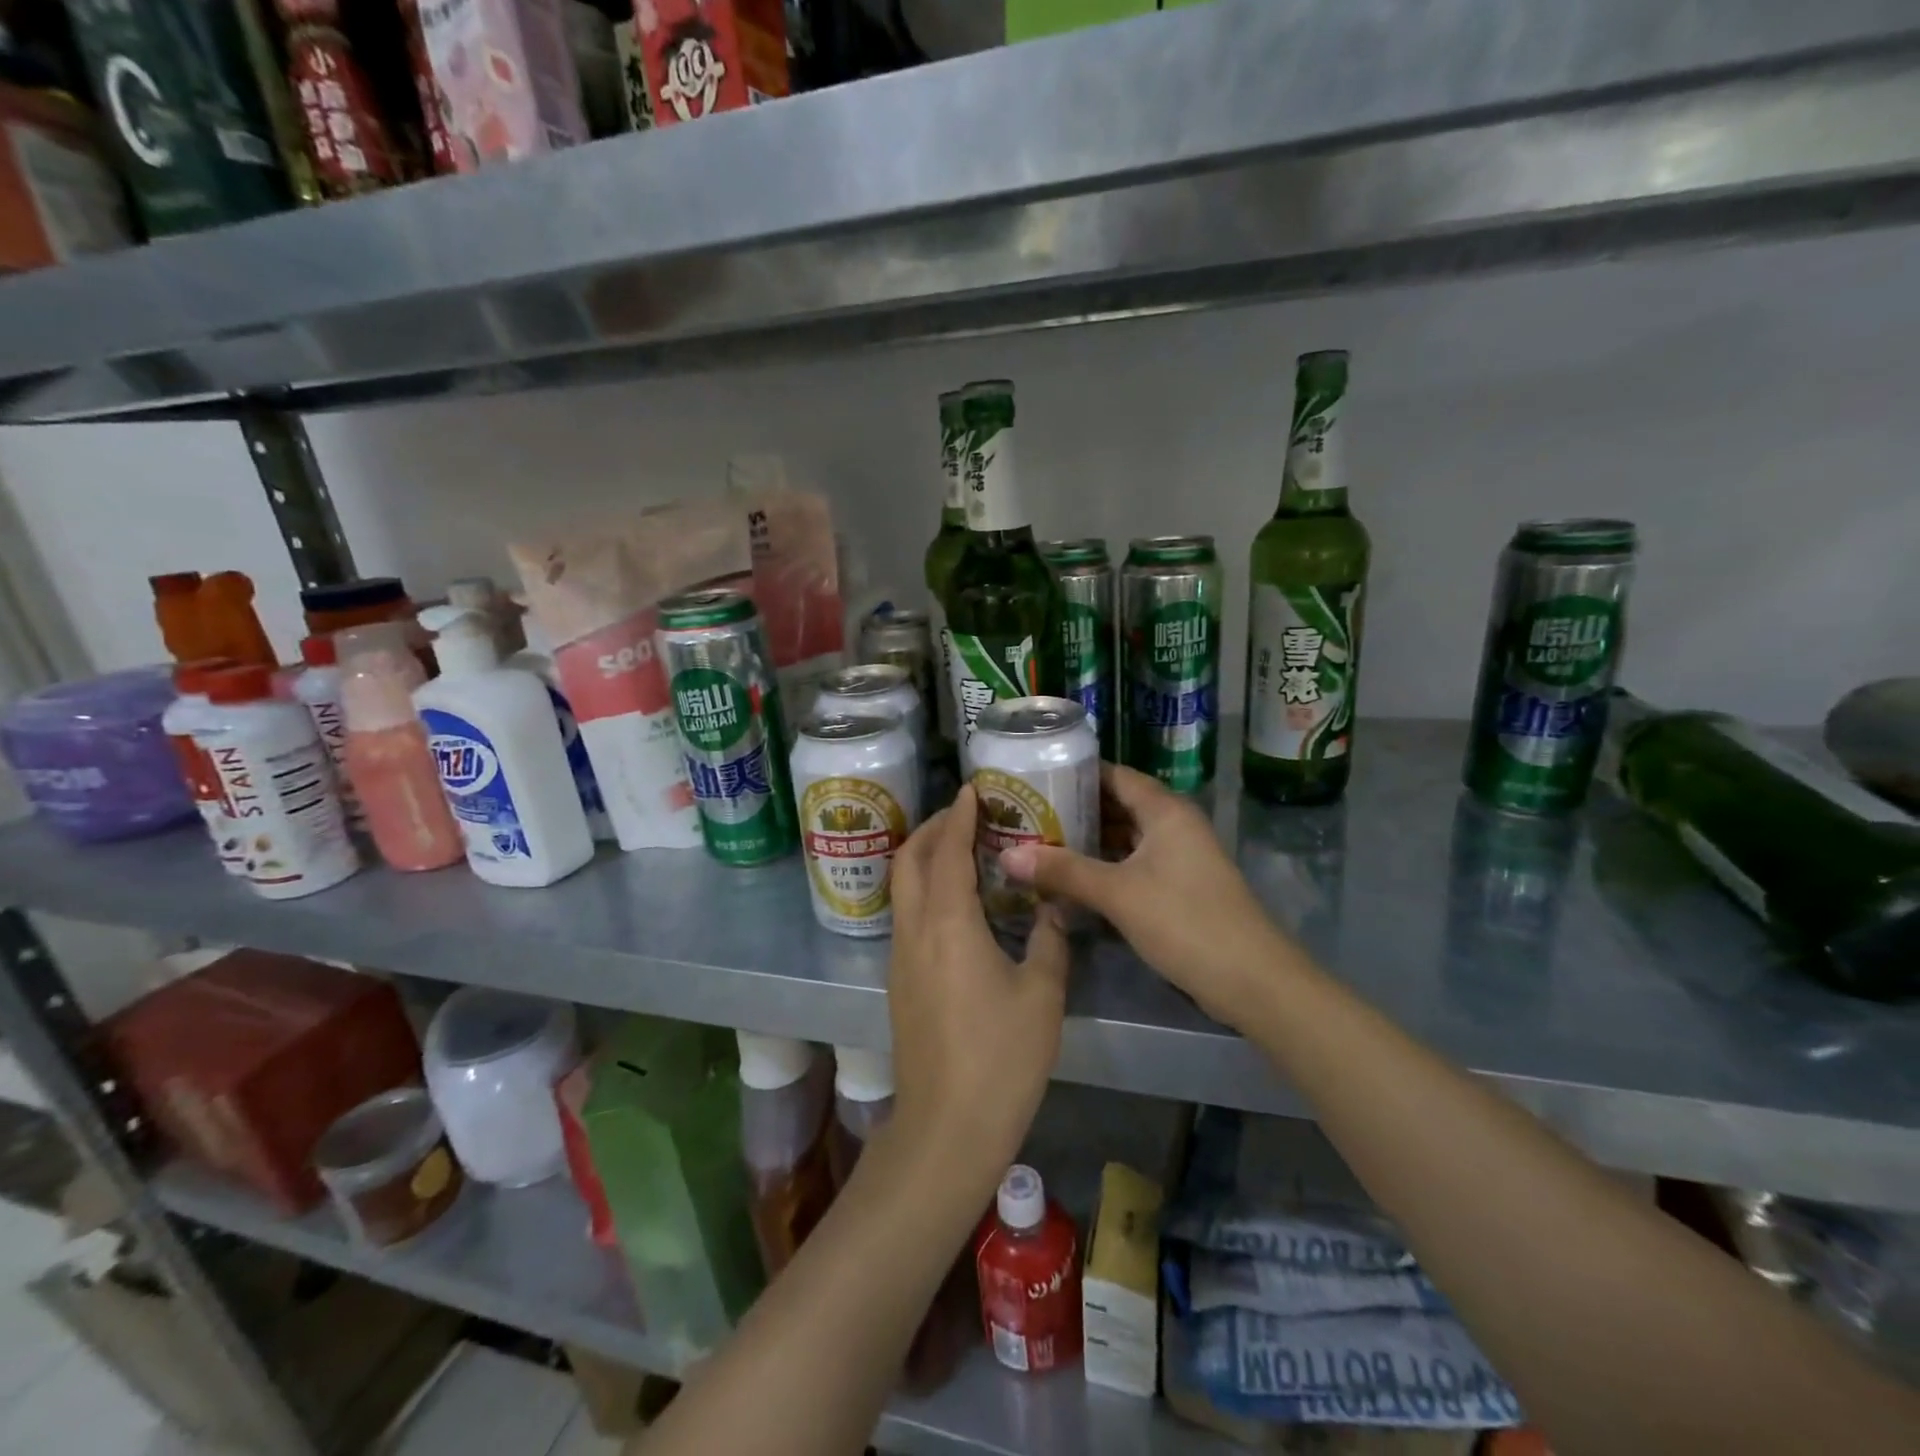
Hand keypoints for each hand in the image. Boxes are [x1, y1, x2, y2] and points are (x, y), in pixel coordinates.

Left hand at [886, 786, 1070, 1188]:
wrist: (947, 1127)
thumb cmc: (1001, 1058)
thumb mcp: (1042, 996)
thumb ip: (1050, 942)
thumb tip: (1053, 909)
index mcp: (949, 924)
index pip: (948, 851)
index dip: (959, 816)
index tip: (972, 790)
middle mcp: (915, 930)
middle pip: (909, 860)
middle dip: (933, 828)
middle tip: (965, 814)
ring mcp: (900, 957)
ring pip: (902, 887)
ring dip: (925, 857)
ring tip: (961, 849)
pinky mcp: (899, 981)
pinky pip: (906, 914)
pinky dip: (923, 889)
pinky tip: (955, 903)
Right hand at [999, 764, 1286, 1020]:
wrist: (1251, 980)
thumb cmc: (1185, 921)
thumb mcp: (1117, 893)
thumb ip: (1062, 871)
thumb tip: (1006, 856)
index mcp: (1164, 810)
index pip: (1113, 775)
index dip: (1075, 774)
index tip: (1033, 777)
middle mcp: (1173, 825)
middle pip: (1117, 805)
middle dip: (1074, 810)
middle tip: (1025, 815)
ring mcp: (1178, 857)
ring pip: (1124, 838)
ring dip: (1087, 842)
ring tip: (1038, 844)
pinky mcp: (1178, 887)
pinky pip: (1132, 864)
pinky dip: (1104, 867)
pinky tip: (1070, 879)